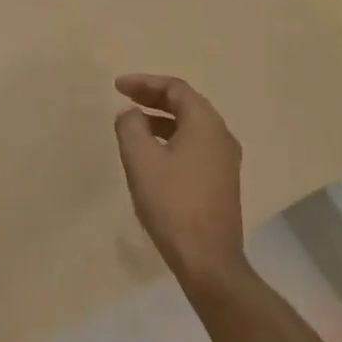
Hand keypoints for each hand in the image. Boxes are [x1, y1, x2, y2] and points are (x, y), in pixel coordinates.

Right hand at [113, 74, 245, 287]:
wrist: (207, 258)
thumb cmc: (172, 203)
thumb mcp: (140, 160)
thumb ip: (130, 127)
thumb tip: (130, 115)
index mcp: (206, 124)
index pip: (175, 89)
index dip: (145, 83)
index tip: (117, 86)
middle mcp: (221, 136)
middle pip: (186, 104)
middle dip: (153, 98)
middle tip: (124, 97)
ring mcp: (225, 160)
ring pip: (191, 126)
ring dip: (161, 119)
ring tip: (133, 124)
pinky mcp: (221, 181)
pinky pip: (194, 146)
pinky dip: (171, 138)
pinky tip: (152, 154)